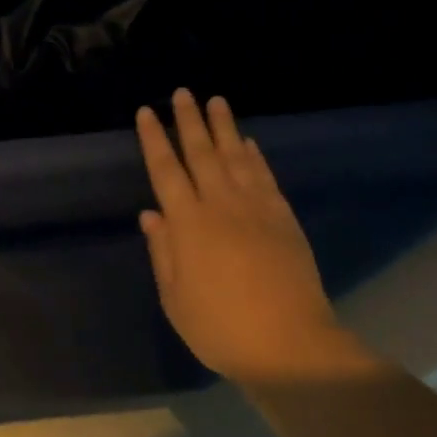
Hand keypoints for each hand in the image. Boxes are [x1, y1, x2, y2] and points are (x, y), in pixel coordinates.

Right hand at [136, 90, 356, 382]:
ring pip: (235, 156)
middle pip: (201, 152)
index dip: (154, 139)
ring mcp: (256, 207)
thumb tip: (151, 214)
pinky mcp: (283, 217)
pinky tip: (249, 142)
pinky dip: (255, 155)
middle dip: (189, 120)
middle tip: (182, 92)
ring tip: (216, 100)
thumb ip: (162, 252)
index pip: (166, 170)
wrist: (289, 344)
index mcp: (188, 224)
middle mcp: (220, 204)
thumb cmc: (221, 328)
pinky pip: (265, 176)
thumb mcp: (175, 299)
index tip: (146, 113)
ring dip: (224, 126)